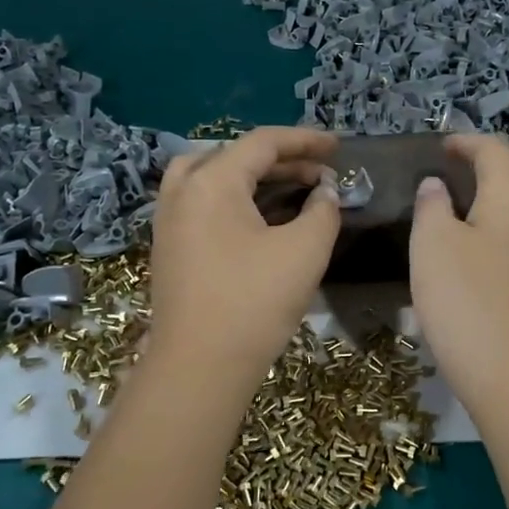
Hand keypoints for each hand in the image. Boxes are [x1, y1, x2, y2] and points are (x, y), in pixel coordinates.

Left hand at [147, 127, 338, 390]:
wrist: (199, 367)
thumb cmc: (254, 302)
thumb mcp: (304, 250)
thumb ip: (322, 210)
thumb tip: (324, 192)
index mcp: (211, 181)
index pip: (262, 143)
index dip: (305, 141)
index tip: (338, 147)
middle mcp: (182, 191)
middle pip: (234, 155)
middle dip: (282, 160)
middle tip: (320, 173)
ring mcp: (169, 220)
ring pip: (211, 177)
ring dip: (253, 176)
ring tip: (287, 187)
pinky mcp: (170, 248)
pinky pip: (201, 203)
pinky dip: (233, 198)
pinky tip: (259, 218)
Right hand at [409, 134, 508, 422]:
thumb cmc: (465, 300)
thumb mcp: (431, 245)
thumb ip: (432, 205)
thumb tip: (437, 185)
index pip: (495, 150)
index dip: (467, 142)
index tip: (442, 147)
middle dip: (505, 158)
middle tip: (471, 169)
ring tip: (485, 200)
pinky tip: (498, 239)